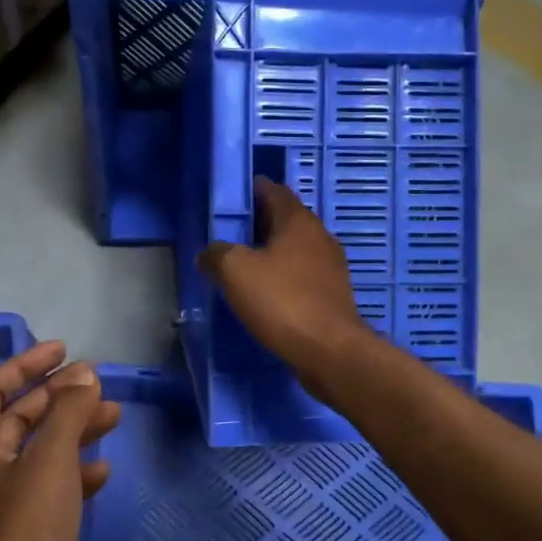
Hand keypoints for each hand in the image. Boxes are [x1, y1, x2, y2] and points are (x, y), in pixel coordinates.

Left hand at [0, 342, 120, 540]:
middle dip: (57, 396)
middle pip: (18, 418)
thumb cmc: (27, 534)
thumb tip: (84, 375)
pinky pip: (51, 488)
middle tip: (98, 382)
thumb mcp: (49, 461)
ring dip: (73, 431)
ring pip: (39, 452)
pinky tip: (104, 472)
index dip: (25, 364)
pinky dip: (76, 473)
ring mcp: (2, 508)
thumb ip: (68, 412)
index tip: (64, 349)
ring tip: (114, 416)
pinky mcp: (26, 537)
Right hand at [198, 178, 375, 395]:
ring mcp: (330, 267)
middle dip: (257, 223)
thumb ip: (216, 254)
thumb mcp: (235, 271)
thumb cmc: (282, 300)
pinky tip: (265, 293)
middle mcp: (319, 236)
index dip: (251, 190)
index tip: (229, 200)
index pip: (273, 191)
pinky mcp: (332, 294)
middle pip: (284, 219)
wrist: (329, 350)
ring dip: (270, 252)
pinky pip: (301, 275)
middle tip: (228, 235)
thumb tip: (209, 254)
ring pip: (294, 248)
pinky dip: (282, 276)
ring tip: (242, 266)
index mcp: (298, 221)